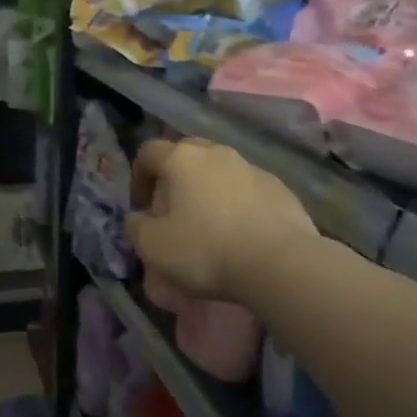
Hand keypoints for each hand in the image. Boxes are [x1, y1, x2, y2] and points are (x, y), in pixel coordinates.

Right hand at [126, 138, 316, 302]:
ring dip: (208, 188)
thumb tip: (138, 218)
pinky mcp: (280, 188)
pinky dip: (238, 202)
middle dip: (175, 175)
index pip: (149, 152)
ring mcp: (252, 168)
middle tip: (174, 208)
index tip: (142, 206)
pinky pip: (248, 188)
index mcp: (181, 159)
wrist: (280, 264)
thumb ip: (136, 227)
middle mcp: (217, 153)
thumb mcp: (153, 247)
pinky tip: (240, 232)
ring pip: (220, 169)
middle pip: (187, 152)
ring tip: (209, 223)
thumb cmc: (206, 251)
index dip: (139, 176)